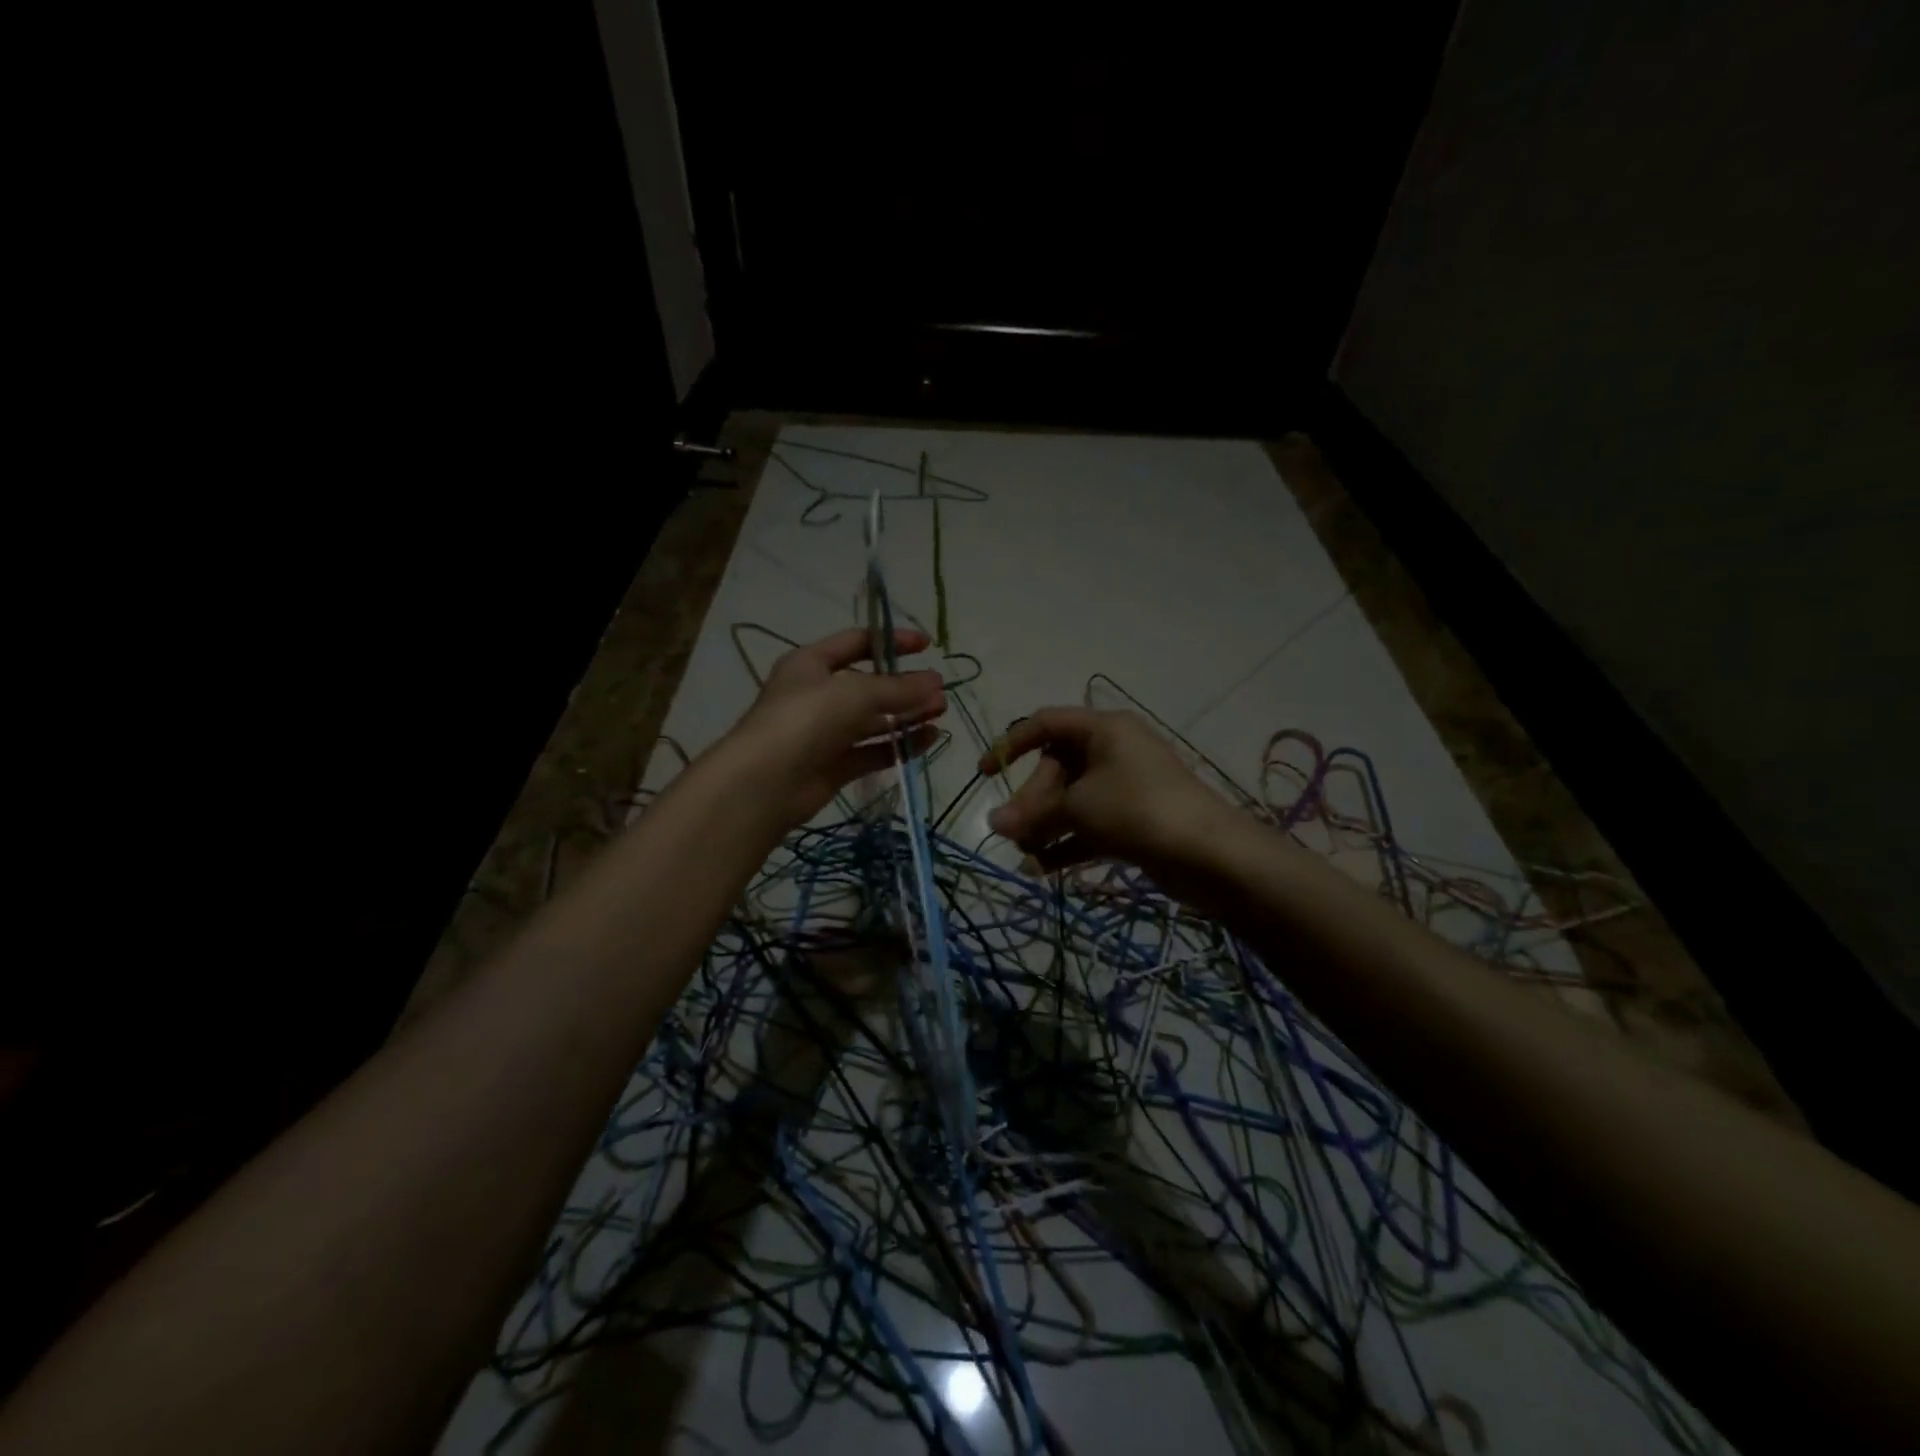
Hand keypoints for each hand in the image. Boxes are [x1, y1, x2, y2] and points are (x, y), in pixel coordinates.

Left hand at [726, 628, 945, 828]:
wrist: (765, 783)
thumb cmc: (806, 719)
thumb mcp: (856, 692)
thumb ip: (899, 688)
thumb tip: (937, 683)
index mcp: (811, 663)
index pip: (857, 642)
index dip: (892, 641)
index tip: (928, 646)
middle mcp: (817, 695)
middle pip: (869, 685)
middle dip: (905, 686)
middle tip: (940, 692)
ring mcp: (824, 733)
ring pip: (872, 720)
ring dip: (906, 716)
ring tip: (939, 715)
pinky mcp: (833, 766)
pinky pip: (871, 751)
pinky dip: (898, 746)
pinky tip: (927, 741)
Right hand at [979, 708, 1235, 888]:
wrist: (1209, 854)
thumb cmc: (1137, 809)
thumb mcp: (1078, 807)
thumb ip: (1033, 814)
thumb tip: (993, 823)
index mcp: (1103, 729)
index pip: (1046, 723)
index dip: (1011, 744)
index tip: (986, 774)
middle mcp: (1114, 751)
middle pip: (1057, 768)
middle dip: (1032, 801)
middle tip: (1016, 833)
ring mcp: (1126, 786)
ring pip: (1073, 800)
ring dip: (1046, 827)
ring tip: (1026, 858)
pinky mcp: (1134, 820)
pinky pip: (1090, 825)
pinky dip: (1067, 843)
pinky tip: (1044, 870)